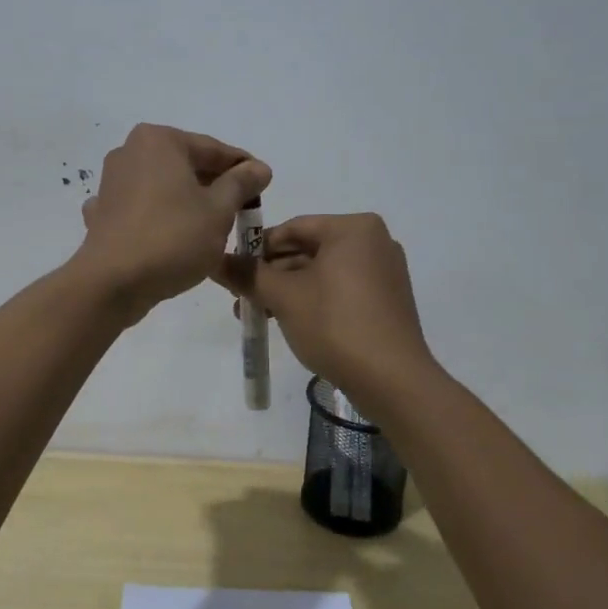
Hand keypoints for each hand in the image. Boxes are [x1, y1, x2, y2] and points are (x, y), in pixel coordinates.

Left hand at [74, 124, 271, 322]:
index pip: (213, 149)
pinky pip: (141, 208)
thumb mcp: (219, 210)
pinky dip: (158, 217)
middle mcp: (129, 151)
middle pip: (186, 165)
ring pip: (163, 186)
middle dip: (214, 185)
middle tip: (242, 209)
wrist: (112, 283)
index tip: (264, 185)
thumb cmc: (172, 238)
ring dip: (187, 201)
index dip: (243, 168)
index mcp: (159, 140)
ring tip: (212, 226)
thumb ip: (241, 184)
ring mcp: (111, 182)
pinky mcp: (103, 213)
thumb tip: (259, 168)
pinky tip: (169, 234)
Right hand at [218, 213, 437, 400]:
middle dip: (271, 275)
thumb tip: (214, 261)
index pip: (293, 228)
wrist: (393, 381)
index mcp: (354, 228)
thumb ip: (247, 274)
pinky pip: (339, 290)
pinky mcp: (385, 300)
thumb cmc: (335, 325)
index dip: (257, 248)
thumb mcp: (284, 297)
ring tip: (256, 315)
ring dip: (287, 291)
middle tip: (240, 298)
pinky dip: (312, 301)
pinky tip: (287, 321)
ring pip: (321, 273)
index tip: (232, 271)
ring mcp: (383, 272)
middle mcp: (374, 241)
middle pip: (307, 250)